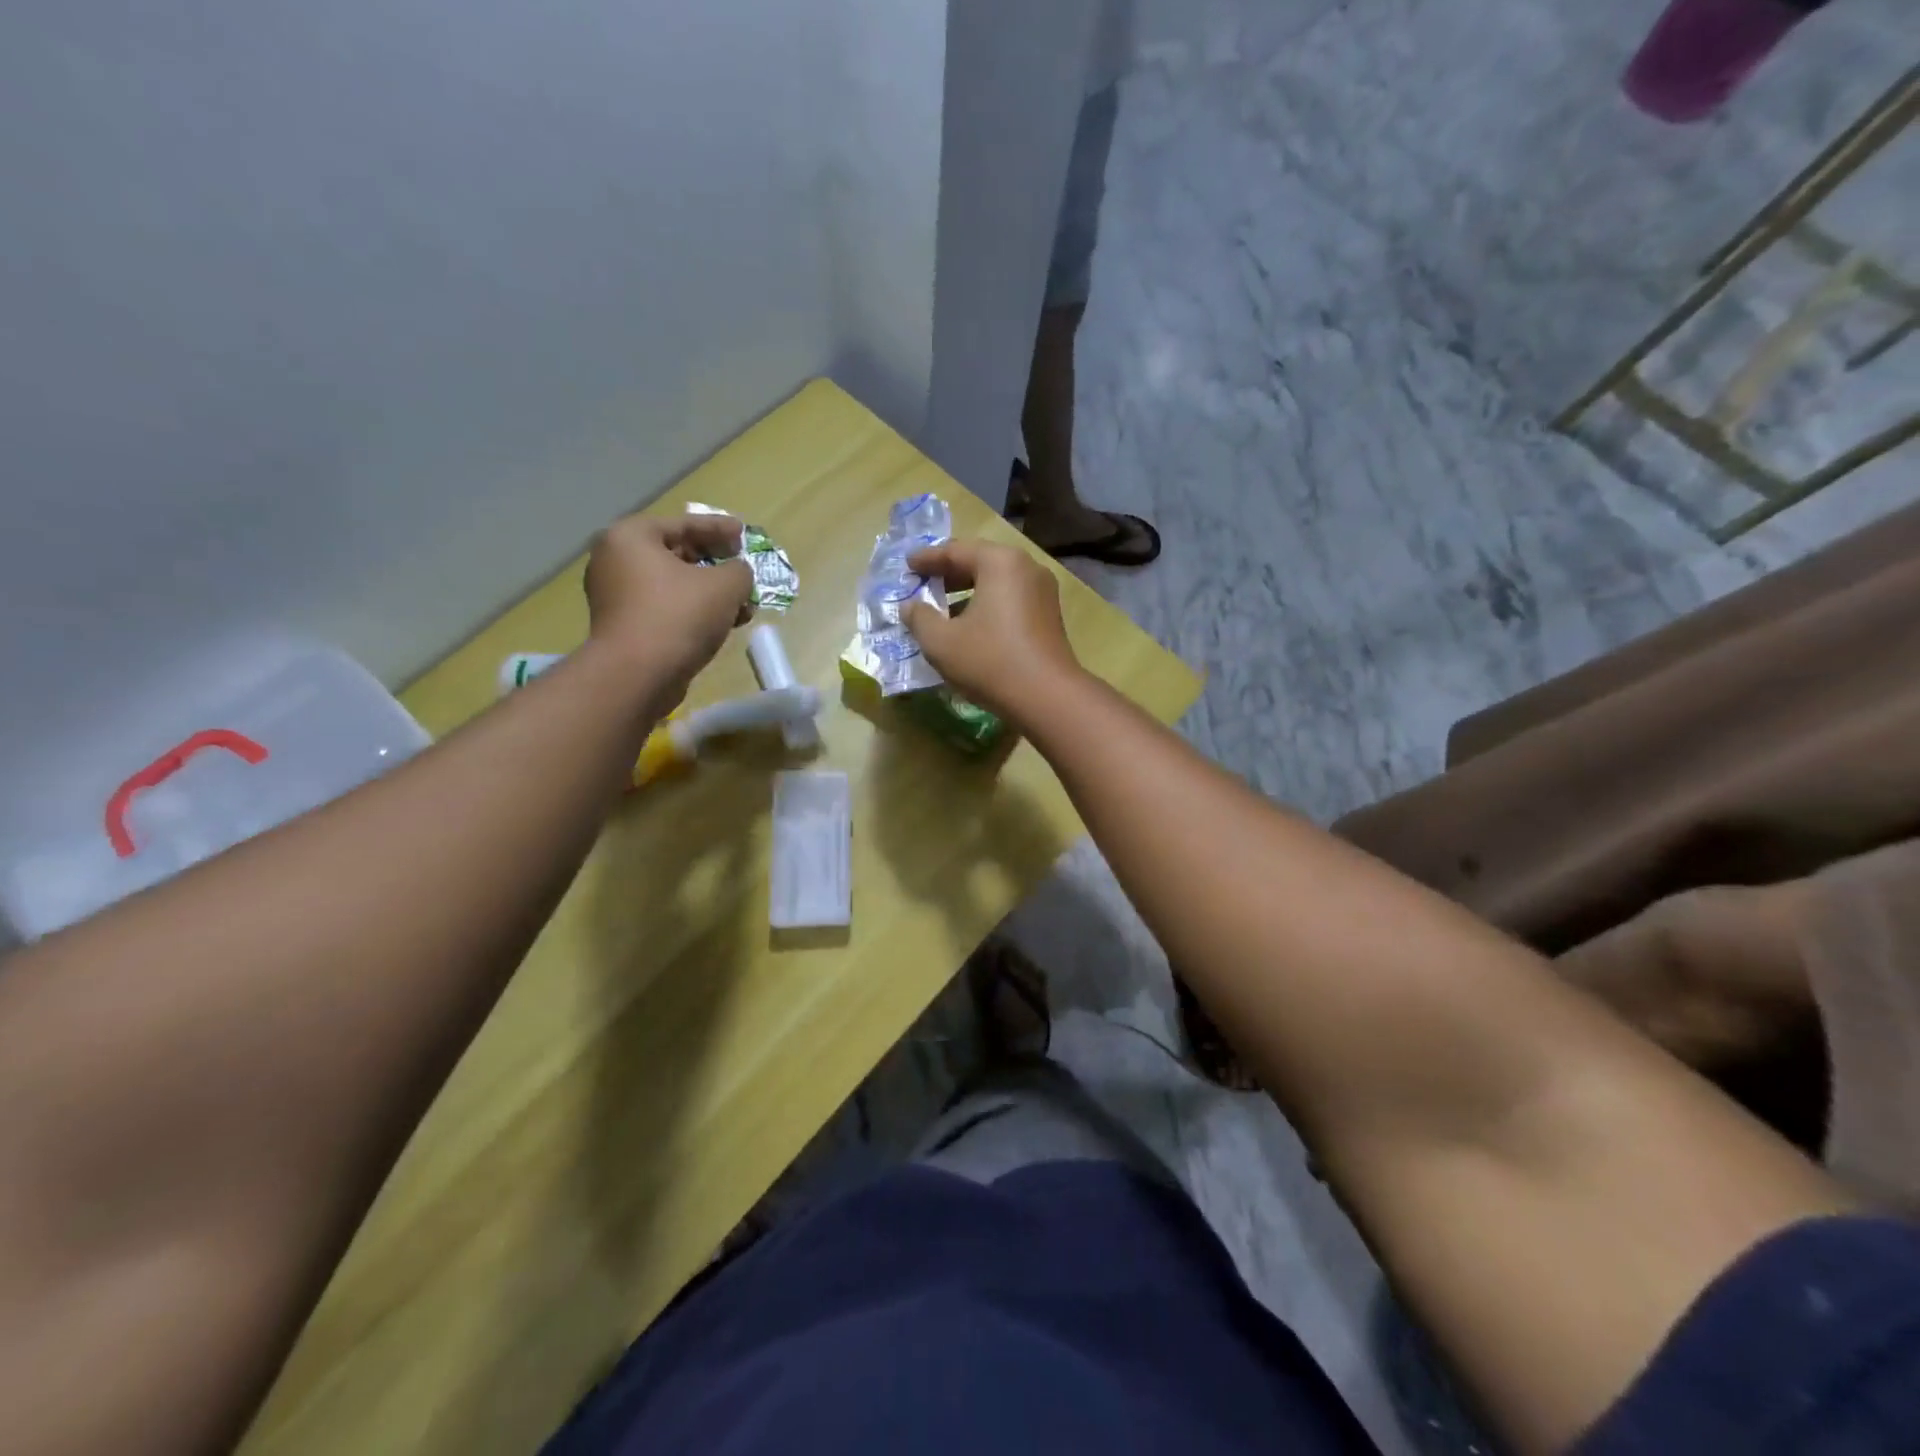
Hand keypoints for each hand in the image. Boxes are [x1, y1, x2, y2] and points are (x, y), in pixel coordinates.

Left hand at [585, 510, 753, 694]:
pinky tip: (723, 624)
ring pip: (674, 585)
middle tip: (742, 569)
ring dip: (710, 592)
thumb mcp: (725, 585)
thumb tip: (738, 574)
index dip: (719, 528)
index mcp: (631, 537)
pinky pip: (666, 608)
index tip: (744, 534)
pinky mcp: (625, 626)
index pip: (684, 524)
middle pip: (677, 554)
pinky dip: (694, 611)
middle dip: (716, 564)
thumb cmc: (679, 615)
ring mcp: (616, 596)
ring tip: (742, 604)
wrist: (638, 675)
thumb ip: (740, 570)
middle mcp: (616, 560)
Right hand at [903, 539, 1082, 723]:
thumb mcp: (941, 641)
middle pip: (980, 562)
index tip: (907, 566)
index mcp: (1000, 562)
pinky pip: (1011, 600)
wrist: (1047, 697)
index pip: (955, 551)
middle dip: (948, 574)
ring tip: (942, 610)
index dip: (927, 559)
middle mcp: (1027, 568)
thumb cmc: (989, 661)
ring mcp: (1043, 592)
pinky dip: (987, 606)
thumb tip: (910, 606)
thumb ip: (919, 618)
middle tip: (922, 584)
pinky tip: (970, 627)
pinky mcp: (1050, 616)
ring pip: (997, 583)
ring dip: (968, 592)